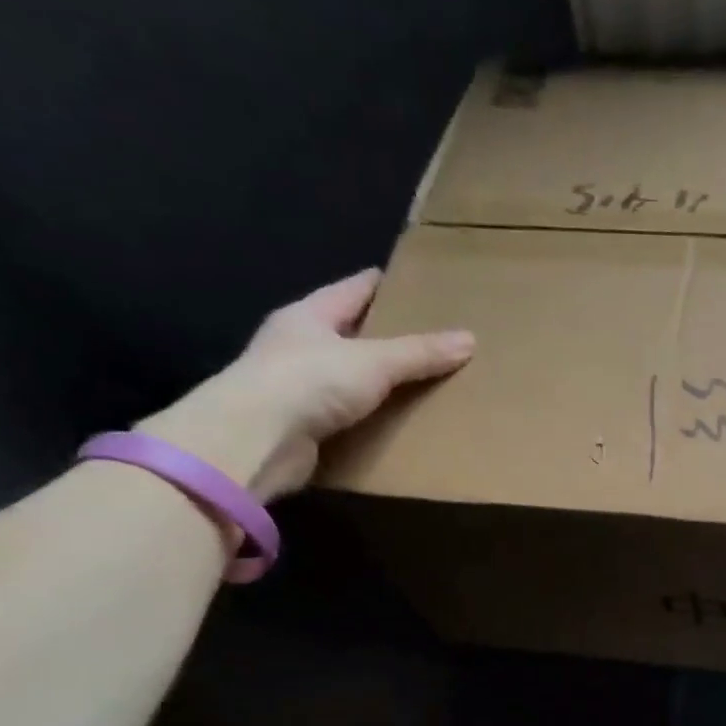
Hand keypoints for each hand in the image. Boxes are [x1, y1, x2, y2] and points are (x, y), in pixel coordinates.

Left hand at [136, 269, 472, 500]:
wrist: (255, 441)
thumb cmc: (308, 381)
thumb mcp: (374, 361)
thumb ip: (420, 352)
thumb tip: (470, 339)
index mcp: (309, 315)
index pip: (353, 290)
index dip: (384, 285)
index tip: (419, 286)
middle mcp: (300, 346)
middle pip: (352, 333)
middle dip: (389, 336)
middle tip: (435, 339)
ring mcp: (298, 387)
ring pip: (351, 377)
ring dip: (383, 383)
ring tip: (428, 383)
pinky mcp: (304, 426)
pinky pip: (350, 416)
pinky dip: (374, 418)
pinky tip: (402, 423)